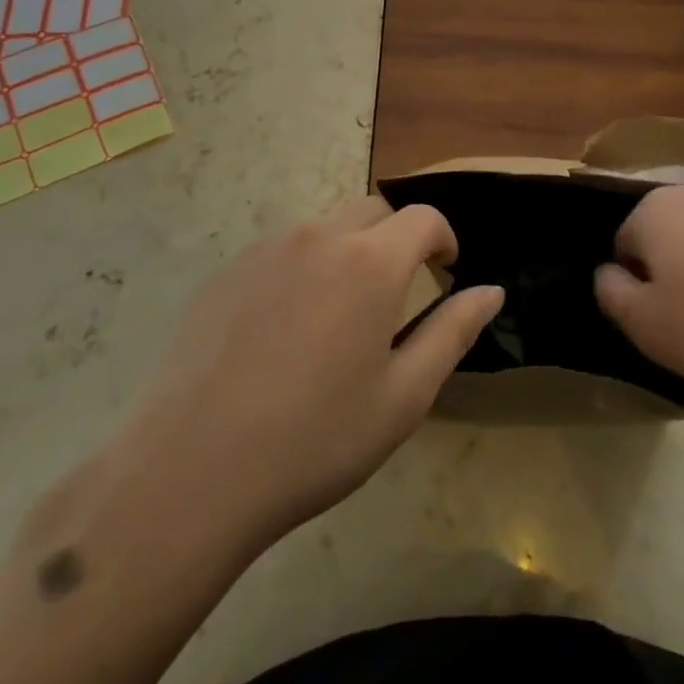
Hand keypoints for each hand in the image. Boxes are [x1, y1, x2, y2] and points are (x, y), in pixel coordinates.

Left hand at [113, 197, 502, 546]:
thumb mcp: (404, 396)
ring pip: (325, 226)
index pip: (424, 218)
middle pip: (374, 210)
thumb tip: (492, 290)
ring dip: (349, 249)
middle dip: (398, 237)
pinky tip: (286, 327)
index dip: (444, 239)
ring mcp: (265, 250)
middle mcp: (319, 237)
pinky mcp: (226, 272)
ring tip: (341, 312)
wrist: (191, 472)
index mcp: (370, 262)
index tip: (447, 271)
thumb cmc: (315, 439)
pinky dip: (303, 266)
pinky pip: (281, 249)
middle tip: (398, 291)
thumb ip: (454, 332)